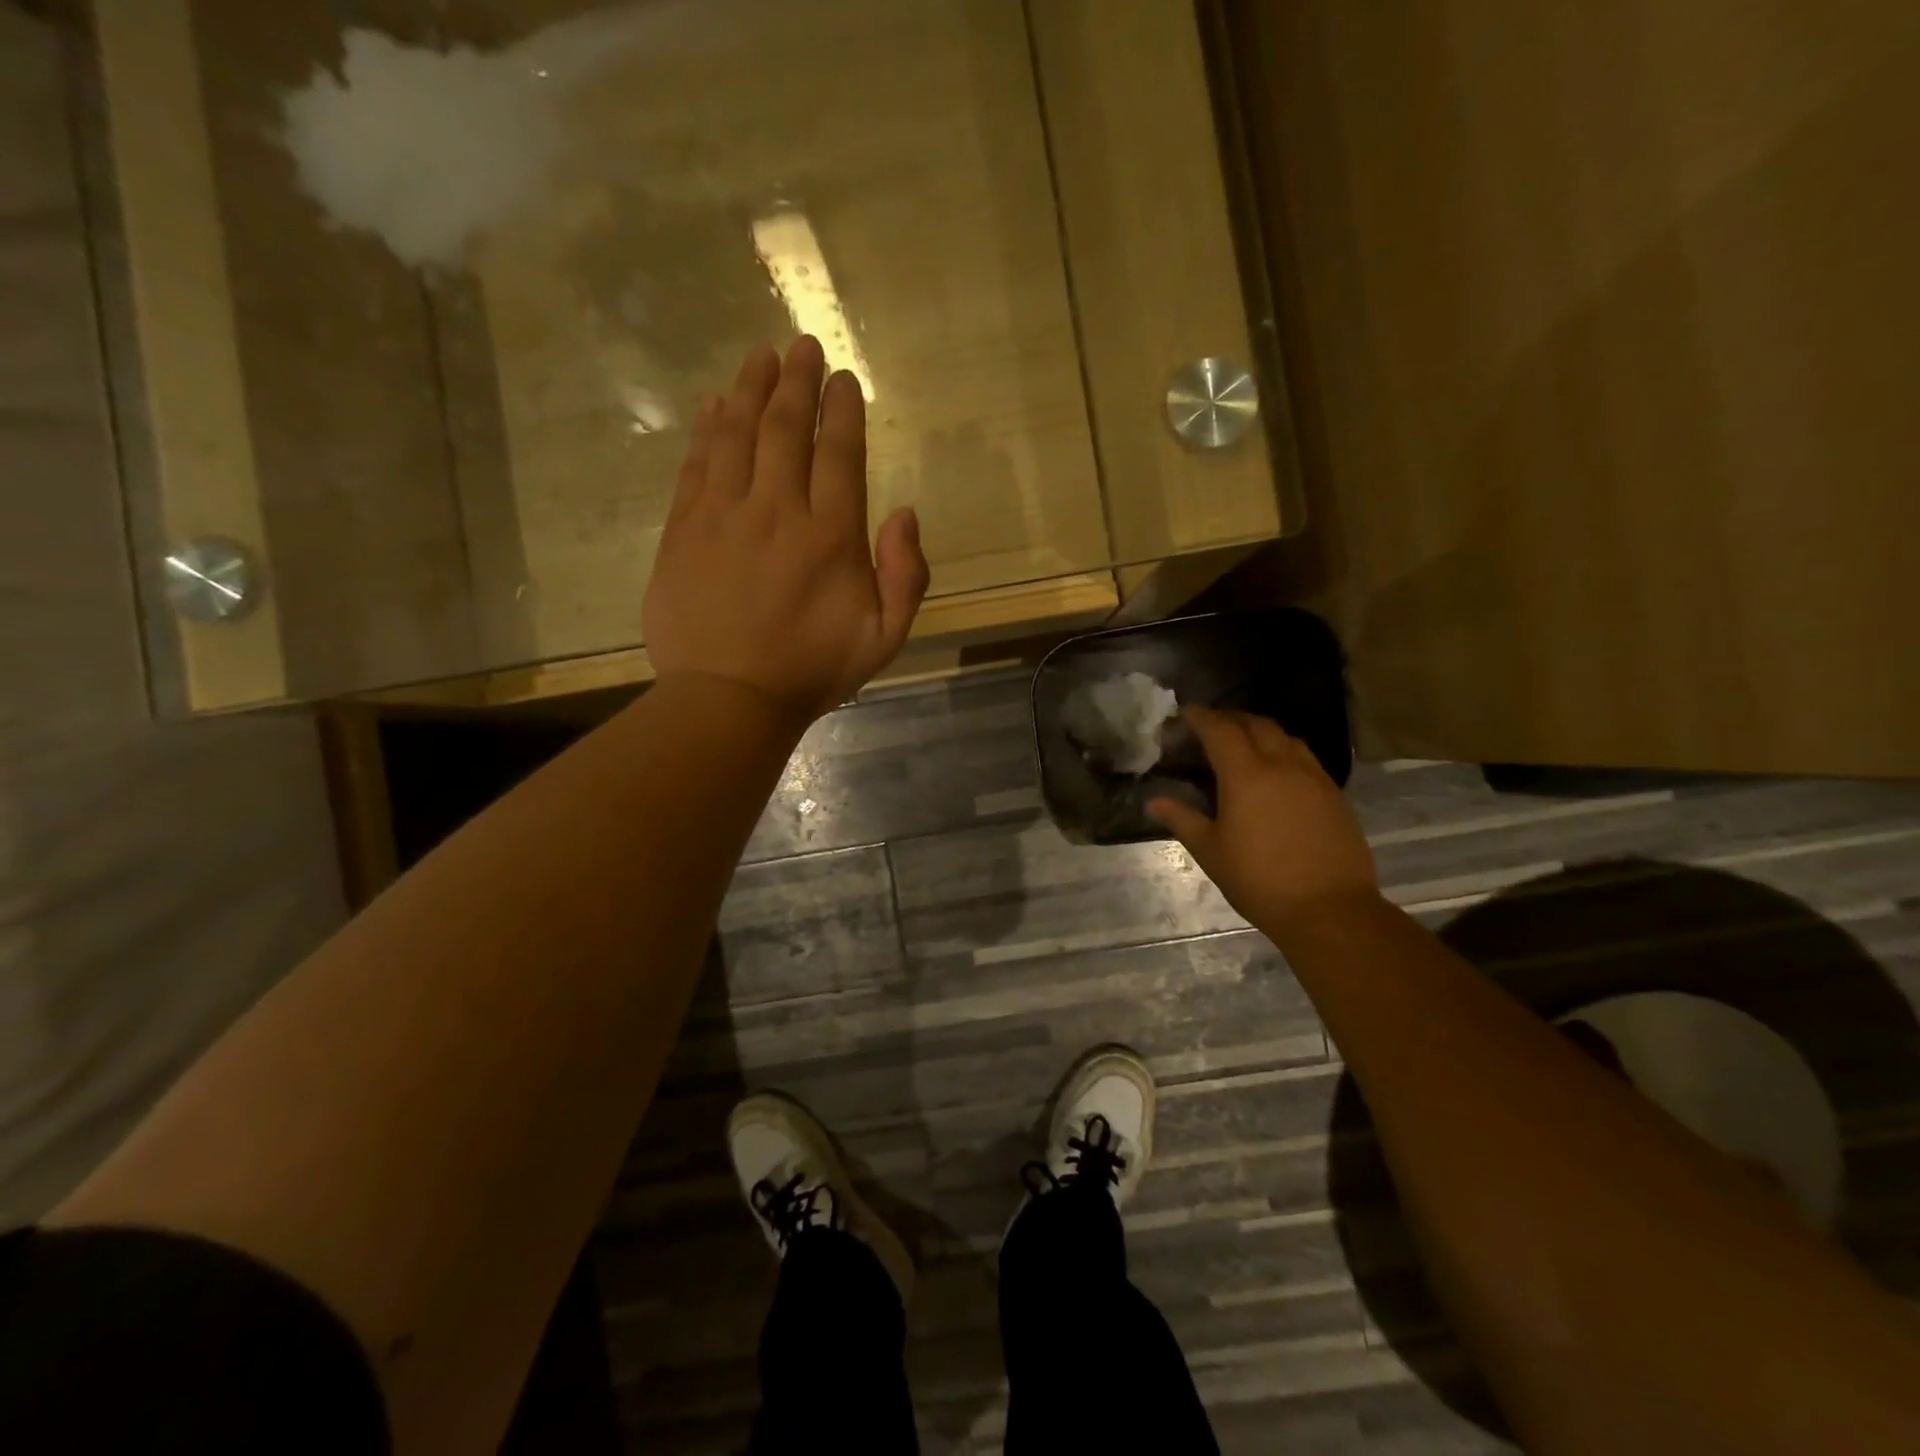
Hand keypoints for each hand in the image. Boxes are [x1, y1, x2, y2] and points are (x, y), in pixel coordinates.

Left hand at [644, 337, 929, 725]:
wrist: (728, 699)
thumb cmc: (812, 671)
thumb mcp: (885, 638)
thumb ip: (907, 575)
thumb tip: (905, 512)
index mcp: (831, 535)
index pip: (839, 452)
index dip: (842, 409)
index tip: (843, 379)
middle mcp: (777, 510)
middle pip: (787, 428)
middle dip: (797, 380)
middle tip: (802, 345)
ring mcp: (724, 515)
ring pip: (737, 433)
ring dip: (750, 388)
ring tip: (760, 356)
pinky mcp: (684, 529)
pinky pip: (697, 464)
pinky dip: (707, 428)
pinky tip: (714, 404)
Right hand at [1147, 707, 1378, 931]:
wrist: (1329, 909)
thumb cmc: (1259, 880)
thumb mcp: (1211, 851)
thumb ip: (1182, 819)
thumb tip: (1154, 802)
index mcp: (1246, 775)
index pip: (1220, 730)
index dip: (1201, 717)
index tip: (1184, 712)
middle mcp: (1282, 765)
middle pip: (1256, 724)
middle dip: (1230, 718)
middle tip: (1210, 726)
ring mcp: (1314, 777)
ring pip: (1285, 737)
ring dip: (1260, 731)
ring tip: (1243, 743)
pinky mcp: (1334, 794)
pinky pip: (1304, 757)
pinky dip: (1283, 751)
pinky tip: (1276, 772)